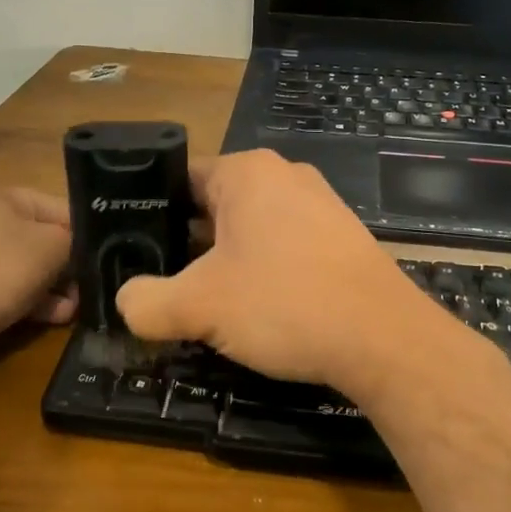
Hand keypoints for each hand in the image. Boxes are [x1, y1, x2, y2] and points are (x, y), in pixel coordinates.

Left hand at [0, 181, 76, 373]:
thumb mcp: (51, 247)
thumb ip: (74, 241)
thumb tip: (80, 250)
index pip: (56, 207)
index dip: (83, 233)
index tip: (103, 259)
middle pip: (37, 238)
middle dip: (64, 266)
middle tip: (87, 290)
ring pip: (20, 267)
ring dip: (49, 287)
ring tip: (72, 310)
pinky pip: (0, 289)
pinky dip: (26, 300)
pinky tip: (50, 318)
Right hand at [116, 150, 444, 392]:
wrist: (384, 339)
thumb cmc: (285, 304)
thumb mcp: (199, 307)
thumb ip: (146, 303)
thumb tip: (126, 302)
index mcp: (246, 171)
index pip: (179, 180)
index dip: (150, 215)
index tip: (132, 252)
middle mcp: (284, 175)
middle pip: (214, 205)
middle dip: (187, 244)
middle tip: (164, 284)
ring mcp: (319, 204)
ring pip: (250, 228)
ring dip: (225, 262)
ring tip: (206, 303)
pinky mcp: (341, 237)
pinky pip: (284, 245)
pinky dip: (264, 270)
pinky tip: (259, 309)